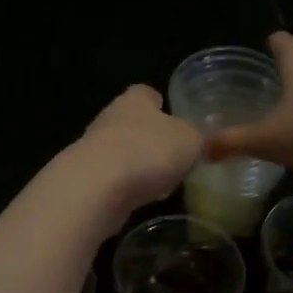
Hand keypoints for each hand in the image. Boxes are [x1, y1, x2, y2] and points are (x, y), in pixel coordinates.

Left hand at [70, 85, 203, 227]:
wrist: (95, 188)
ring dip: (139, 163)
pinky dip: (128, 187)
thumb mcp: (191, 142)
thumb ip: (200, 139)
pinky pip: (114, 179)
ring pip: (122, 151)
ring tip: (163, 180)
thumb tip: (205, 141)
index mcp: (135, 100)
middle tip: (175, 152)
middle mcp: (110, 118)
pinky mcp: (86, 180)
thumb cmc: (148, 152)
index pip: (146, 92)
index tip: (172, 113)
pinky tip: (143, 200)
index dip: (160, 101)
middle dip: (151, 135)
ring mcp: (94, 149)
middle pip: (133, 122)